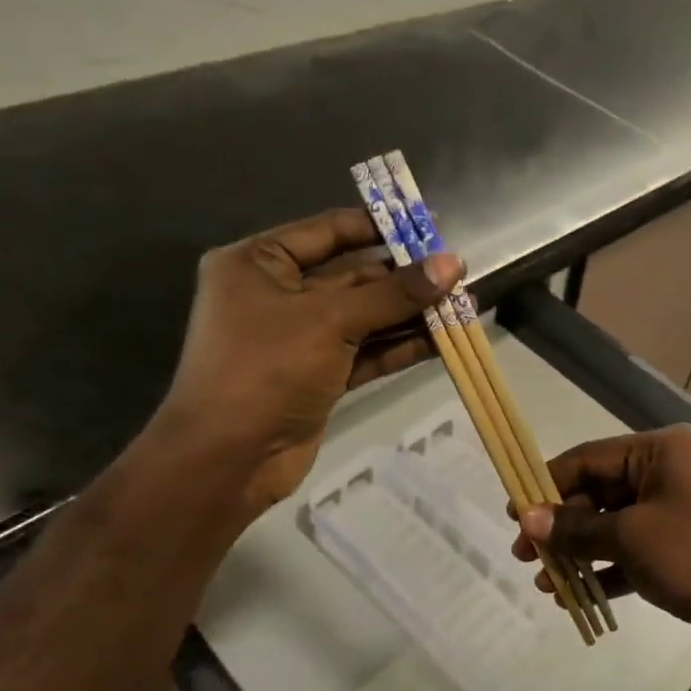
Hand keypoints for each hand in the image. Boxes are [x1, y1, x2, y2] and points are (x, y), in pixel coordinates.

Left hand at [151, 208, 460, 514]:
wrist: (225, 462)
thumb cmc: (266, 370)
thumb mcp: (331, 321)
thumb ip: (394, 293)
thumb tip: (453, 264)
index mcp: (259, 263)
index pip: (330, 230)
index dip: (382, 227)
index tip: (431, 227)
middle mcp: (278, 293)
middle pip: (354, 275)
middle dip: (406, 278)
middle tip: (458, 274)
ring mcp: (300, 337)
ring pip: (366, 316)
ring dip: (412, 314)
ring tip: (465, 306)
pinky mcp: (319, 374)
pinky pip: (366, 350)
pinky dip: (401, 345)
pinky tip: (444, 340)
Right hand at [513, 424, 690, 662]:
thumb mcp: (631, 539)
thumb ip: (576, 529)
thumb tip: (528, 520)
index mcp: (661, 451)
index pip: (590, 458)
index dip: (548, 484)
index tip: (514, 512)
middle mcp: (671, 470)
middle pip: (601, 491)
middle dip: (562, 526)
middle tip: (524, 556)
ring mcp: (681, 508)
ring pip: (616, 523)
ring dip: (581, 551)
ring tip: (545, 582)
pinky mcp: (687, 545)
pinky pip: (636, 548)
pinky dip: (608, 567)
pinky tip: (577, 595)